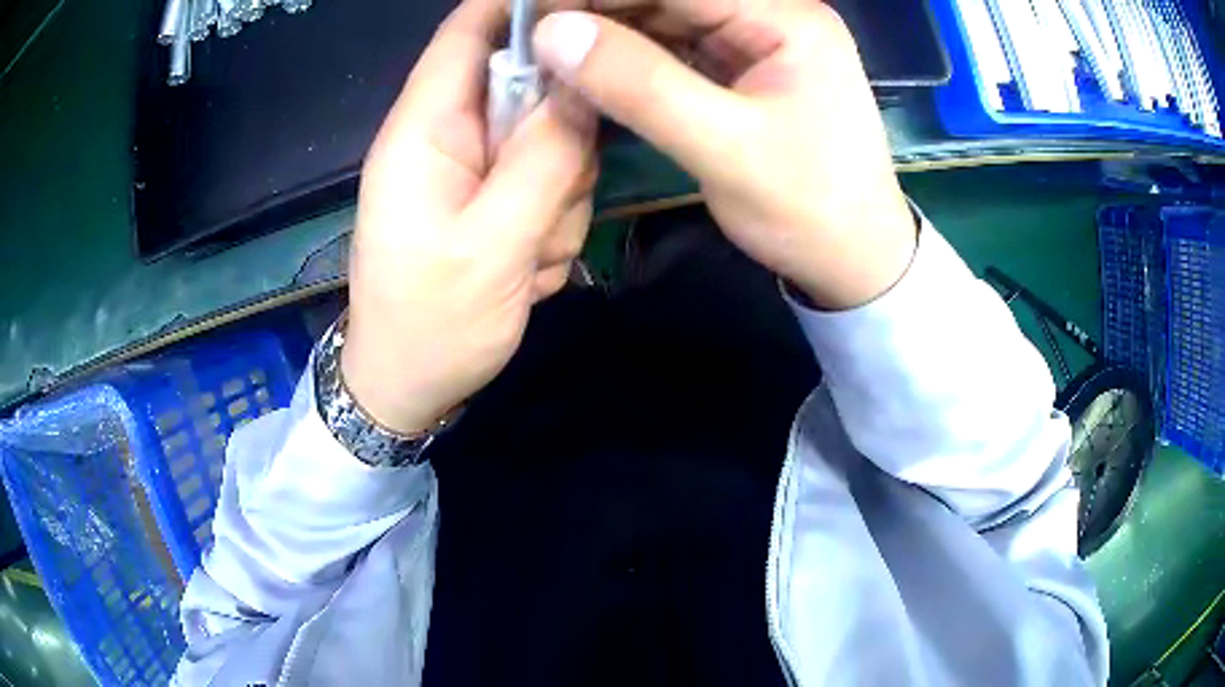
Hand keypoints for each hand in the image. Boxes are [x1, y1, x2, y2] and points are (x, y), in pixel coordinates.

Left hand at [343, 0, 597, 434]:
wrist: (408, 388)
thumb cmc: (431, 325)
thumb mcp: (492, 247)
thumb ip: (541, 160)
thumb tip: (584, 85)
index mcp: (424, 131)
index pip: (467, 33)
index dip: (521, 8)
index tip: (587, 12)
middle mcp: (446, 136)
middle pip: (528, 86)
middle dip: (560, 134)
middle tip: (555, 197)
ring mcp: (473, 170)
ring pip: (549, 140)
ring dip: (560, 192)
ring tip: (528, 255)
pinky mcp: (491, 200)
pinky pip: (546, 183)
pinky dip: (552, 222)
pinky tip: (526, 267)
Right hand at [534, 0, 915, 308]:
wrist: (855, 260)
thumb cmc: (809, 209)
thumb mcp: (726, 149)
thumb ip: (640, 85)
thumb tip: (552, 33)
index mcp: (787, 19)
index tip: (537, 12)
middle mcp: (772, 16)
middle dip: (599, 11)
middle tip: (534, 38)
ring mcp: (756, 41)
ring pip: (666, 19)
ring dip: (607, 34)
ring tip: (549, 54)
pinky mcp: (742, 69)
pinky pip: (674, 49)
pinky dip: (629, 59)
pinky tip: (588, 71)